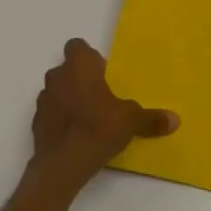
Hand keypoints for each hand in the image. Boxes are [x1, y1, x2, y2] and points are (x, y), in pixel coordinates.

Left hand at [29, 39, 178, 200]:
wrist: (63, 164)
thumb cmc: (98, 128)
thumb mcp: (131, 121)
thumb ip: (151, 118)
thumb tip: (175, 120)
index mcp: (79, 66)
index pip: (77, 46)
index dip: (89, 57)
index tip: (102, 73)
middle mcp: (57, 77)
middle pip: (67, 70)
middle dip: (81, 79)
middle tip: (101, 97)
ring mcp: (43, 100)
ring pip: (57, 91)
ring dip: (69, 99)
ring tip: (88, 118)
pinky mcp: (35, 123)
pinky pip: (50, 114)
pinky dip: (60, 120)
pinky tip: (75, 136)